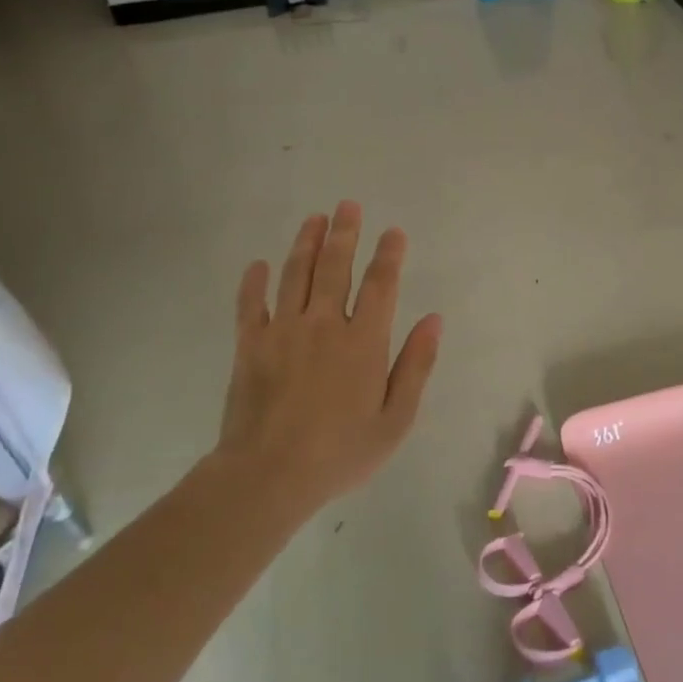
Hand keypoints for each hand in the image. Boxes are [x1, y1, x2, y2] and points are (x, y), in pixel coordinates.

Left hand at [213, 202, 442, 512]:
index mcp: (364, 341)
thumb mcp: (396, 419)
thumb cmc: (341, 452)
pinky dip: (254, 282)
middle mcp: (324, 324)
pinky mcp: (249, 346)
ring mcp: (282, 331)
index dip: (388, 255)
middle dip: (344, 234)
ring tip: (314, 218)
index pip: (380, 285)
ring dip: (305, 244)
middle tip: (348, 205)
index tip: (393, 232)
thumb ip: (416, 365)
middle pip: (335, 267)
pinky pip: (250, 304)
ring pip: (295, 275)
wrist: (268, 476)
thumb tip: (433, 320)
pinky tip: (259, 265)